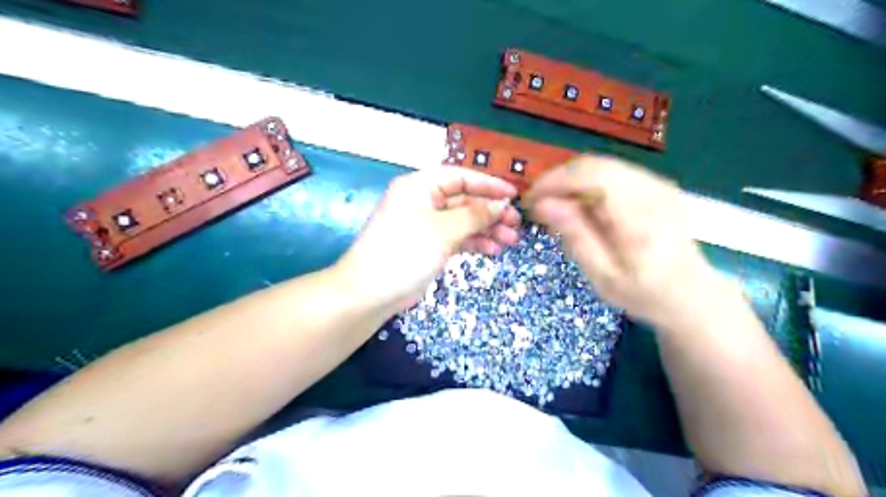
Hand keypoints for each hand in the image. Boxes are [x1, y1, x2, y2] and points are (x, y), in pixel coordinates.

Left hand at [338, 169, 521, 312]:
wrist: (371, 293)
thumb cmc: (405, 252)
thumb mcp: (443, 230)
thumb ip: (475, 215)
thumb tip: (501, 204)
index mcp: (419, 186)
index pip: (460, 177)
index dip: (488, 184)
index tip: (513, 195)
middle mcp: (422, 201)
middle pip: (464, 200)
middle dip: (490, 212)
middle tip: (515, 224)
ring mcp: (425, 225)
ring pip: (462, 221)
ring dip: (486, 229)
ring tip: (509, 240)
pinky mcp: (428, 245)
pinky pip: (456, 237)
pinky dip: (473, 242)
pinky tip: (492, 250)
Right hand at [525, 155, 717, 325]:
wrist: (690, 294)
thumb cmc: (645, 293)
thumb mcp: (604, 276)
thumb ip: (576, 237)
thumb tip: (543, 204)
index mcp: (641, 215)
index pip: (593, 175)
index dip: (555, 181)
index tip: (530, 200)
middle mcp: (652, 189)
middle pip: (594, 165)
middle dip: (558, 180)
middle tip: (537, 205)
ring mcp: (655, 183)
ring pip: (600, 165)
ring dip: (570, 182)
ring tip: (554, 208)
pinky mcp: (652, 184)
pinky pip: (610, 173)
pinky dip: (586, 185)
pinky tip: (578, 207)